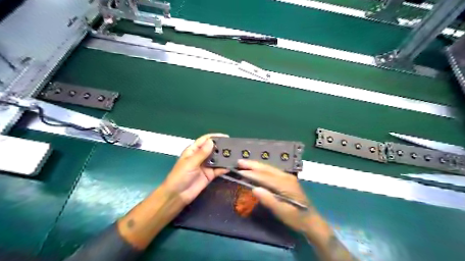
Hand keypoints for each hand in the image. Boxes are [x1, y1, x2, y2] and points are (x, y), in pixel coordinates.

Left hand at [162, 135, 228, 205]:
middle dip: (222, 147)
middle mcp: (200, 156)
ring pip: (217, 159)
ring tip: (235, 155)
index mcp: (193, 150)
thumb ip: (201, 153)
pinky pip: (219, 169)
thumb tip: (212, 141)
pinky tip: (232, 166)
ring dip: (225, 157)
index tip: (226, 136)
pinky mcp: (210, 175)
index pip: (205, 140)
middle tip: (234, 146)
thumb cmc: (180, 176)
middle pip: (213, 149)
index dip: (215, 137)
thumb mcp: (190, 163)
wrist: (177, 195)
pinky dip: (225, 167)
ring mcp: (206, 166)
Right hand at [237, 160, 317, 232]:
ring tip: (244, 163)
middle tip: (239, 161)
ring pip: (269, 168)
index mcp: (285, 184)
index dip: (251, 174)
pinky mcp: (287, 179)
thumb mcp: (282, 212)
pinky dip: (262, 169)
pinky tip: (256, 168)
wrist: (311, 221)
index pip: (265, 177)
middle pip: (267, 169)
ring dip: (256, 165)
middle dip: (252, 165)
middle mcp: (286, 177)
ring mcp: (288, 177)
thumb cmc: (296, 218)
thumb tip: (254, 188)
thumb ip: (269, 200)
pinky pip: (272, 171)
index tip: (239, 171)